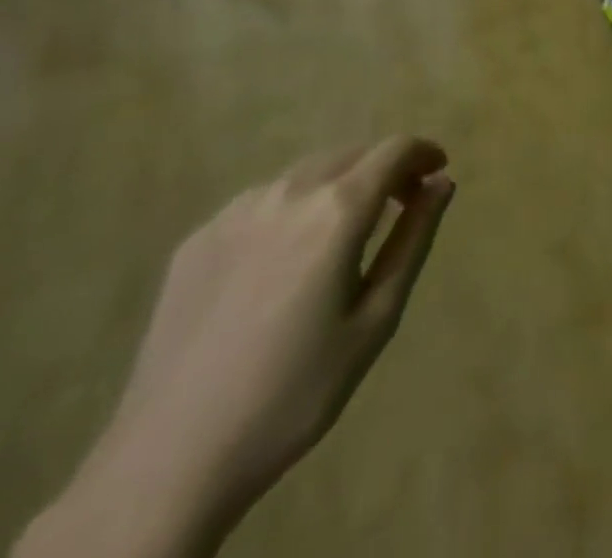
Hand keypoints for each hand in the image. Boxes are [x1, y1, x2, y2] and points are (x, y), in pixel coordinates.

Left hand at [17, 137, 454, 557]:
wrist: (169, 462)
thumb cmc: (295, 392)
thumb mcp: (375, 318)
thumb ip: (413, 240)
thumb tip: (442, 183)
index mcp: (337, 210)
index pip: (394, 150)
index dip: (424, 153)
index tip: (437, 174)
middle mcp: (288, 194)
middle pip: (351, 154)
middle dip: (384, 168)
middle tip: (400, 205)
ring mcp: (235, 214)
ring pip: (305, 172)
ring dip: (339, 184)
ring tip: (344, 231)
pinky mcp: (197, 240)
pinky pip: (262, 201)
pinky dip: (293, 207)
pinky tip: (286, 258)